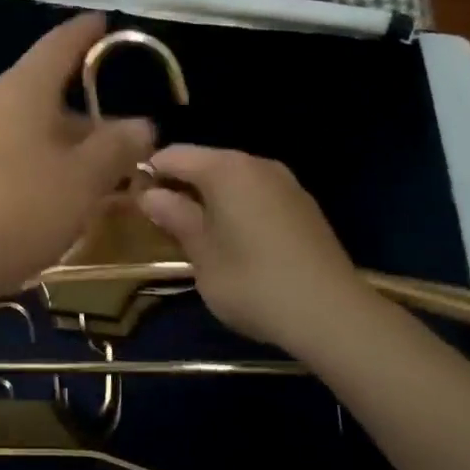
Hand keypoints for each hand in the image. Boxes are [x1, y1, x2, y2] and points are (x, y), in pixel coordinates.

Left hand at [0, 14, 155, 309]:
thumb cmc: (4, 207)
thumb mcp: (78, 181)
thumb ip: (115, 150)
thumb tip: (142, 123)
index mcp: (26, 90)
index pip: (60, 44)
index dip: (86, 31)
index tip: (104, 20)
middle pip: (48, 100)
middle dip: (88, 121)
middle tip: (125, 149)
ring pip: (29, 139)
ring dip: (64, 158)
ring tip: (94, 191)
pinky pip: (6, 167)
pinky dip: (36, 181)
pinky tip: (45, 216)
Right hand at [138, 145, 365, 347]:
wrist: (332, 314)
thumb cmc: (253, 282)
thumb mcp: (202, 254)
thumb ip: (174, 217)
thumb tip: (149, 194)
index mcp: (225, 168)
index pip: (174, 155)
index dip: (150, 174)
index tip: (136, 203)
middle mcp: (256, 163)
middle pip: (205, 162)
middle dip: (181, 186)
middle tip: (164, 223)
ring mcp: (285, 182)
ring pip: (233, 178)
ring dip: (210, 197)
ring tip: (199, 235)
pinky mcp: (304, 204)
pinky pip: (258, 193)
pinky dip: (239, 206)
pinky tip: (238, 241)